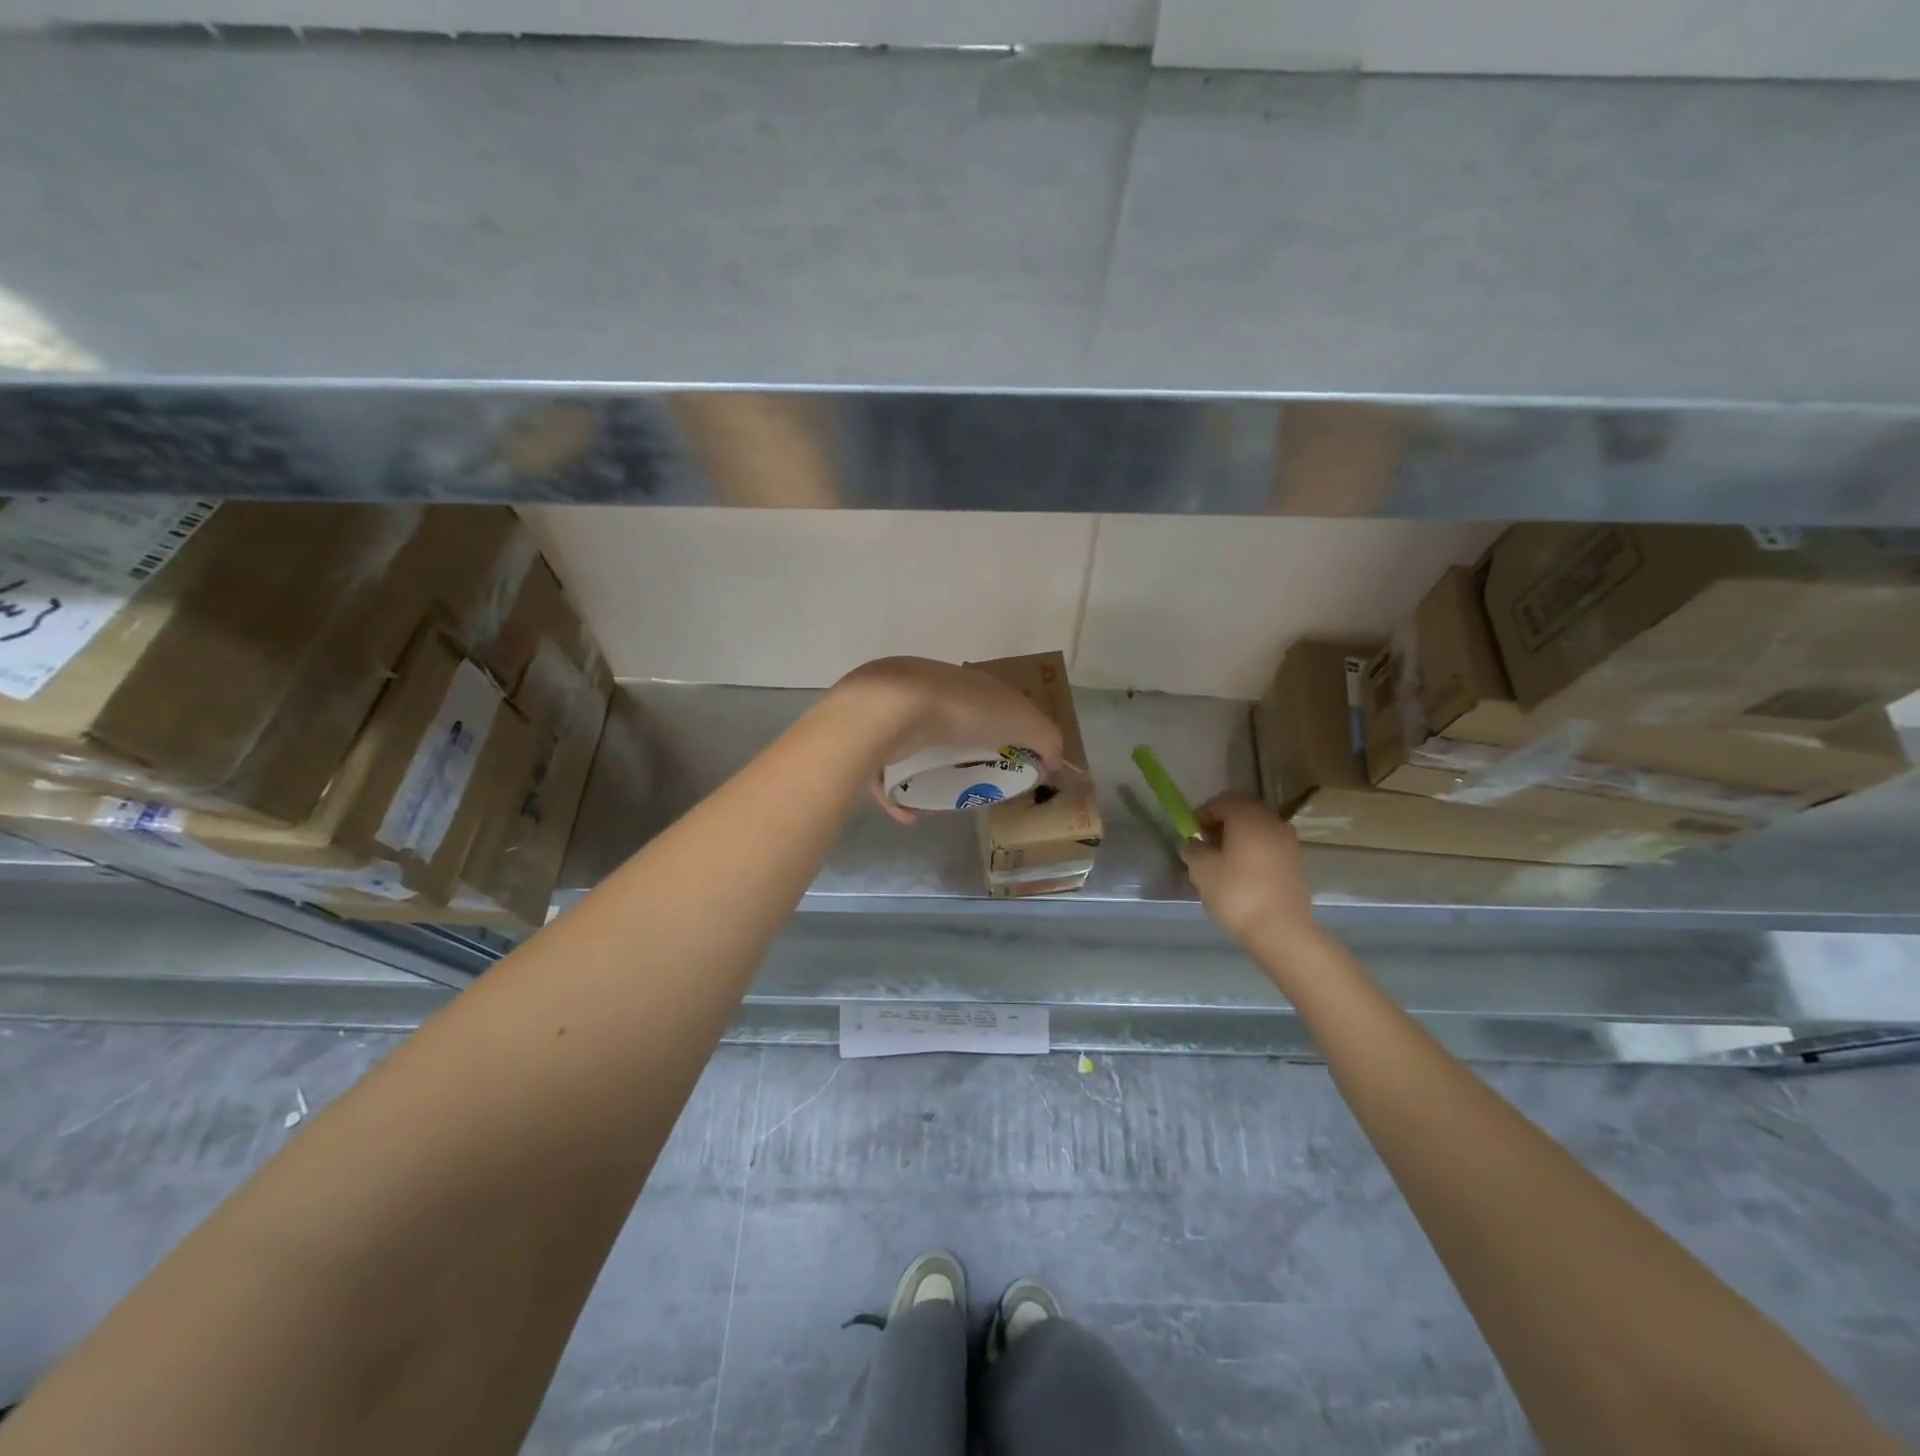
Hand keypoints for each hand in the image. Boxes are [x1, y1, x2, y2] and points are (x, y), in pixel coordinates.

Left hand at [834, 657, 1066, 823]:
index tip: (1017, 760)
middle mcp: (933, 695)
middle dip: (968, 752)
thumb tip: (1053, 762)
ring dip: (932, 772)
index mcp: (970, 685)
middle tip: (981, 783)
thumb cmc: (963, 710)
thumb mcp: (1021, 719)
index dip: (1010, 729)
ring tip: (946, 798)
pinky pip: (887, 774)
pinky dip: (898, 797)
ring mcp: (899, 715)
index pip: (996, 704)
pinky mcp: (872, 740)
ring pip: (919, 748)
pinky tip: (910, 815)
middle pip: (957, 727)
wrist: (891, 709)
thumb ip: (1045, 738)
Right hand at [1181, 793, 1318, 946]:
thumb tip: (1193, 843)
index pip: (1223, 800)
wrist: (1281, 930)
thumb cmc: (1236, 893)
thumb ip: (1193, 850)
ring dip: (1237, 837)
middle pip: (1243, 811)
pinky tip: (1240, 873)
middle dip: (1221, 823)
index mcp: (1248, 816)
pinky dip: (1252, 851)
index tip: (1191, 832)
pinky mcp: (1294, 862)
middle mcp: (1272, 821)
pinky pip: (1268, 845)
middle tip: (1205, 845)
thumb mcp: (1201, 870)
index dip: (1203, 813)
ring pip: (1257, 828)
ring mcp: (1288, 842)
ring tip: (1221, 861)